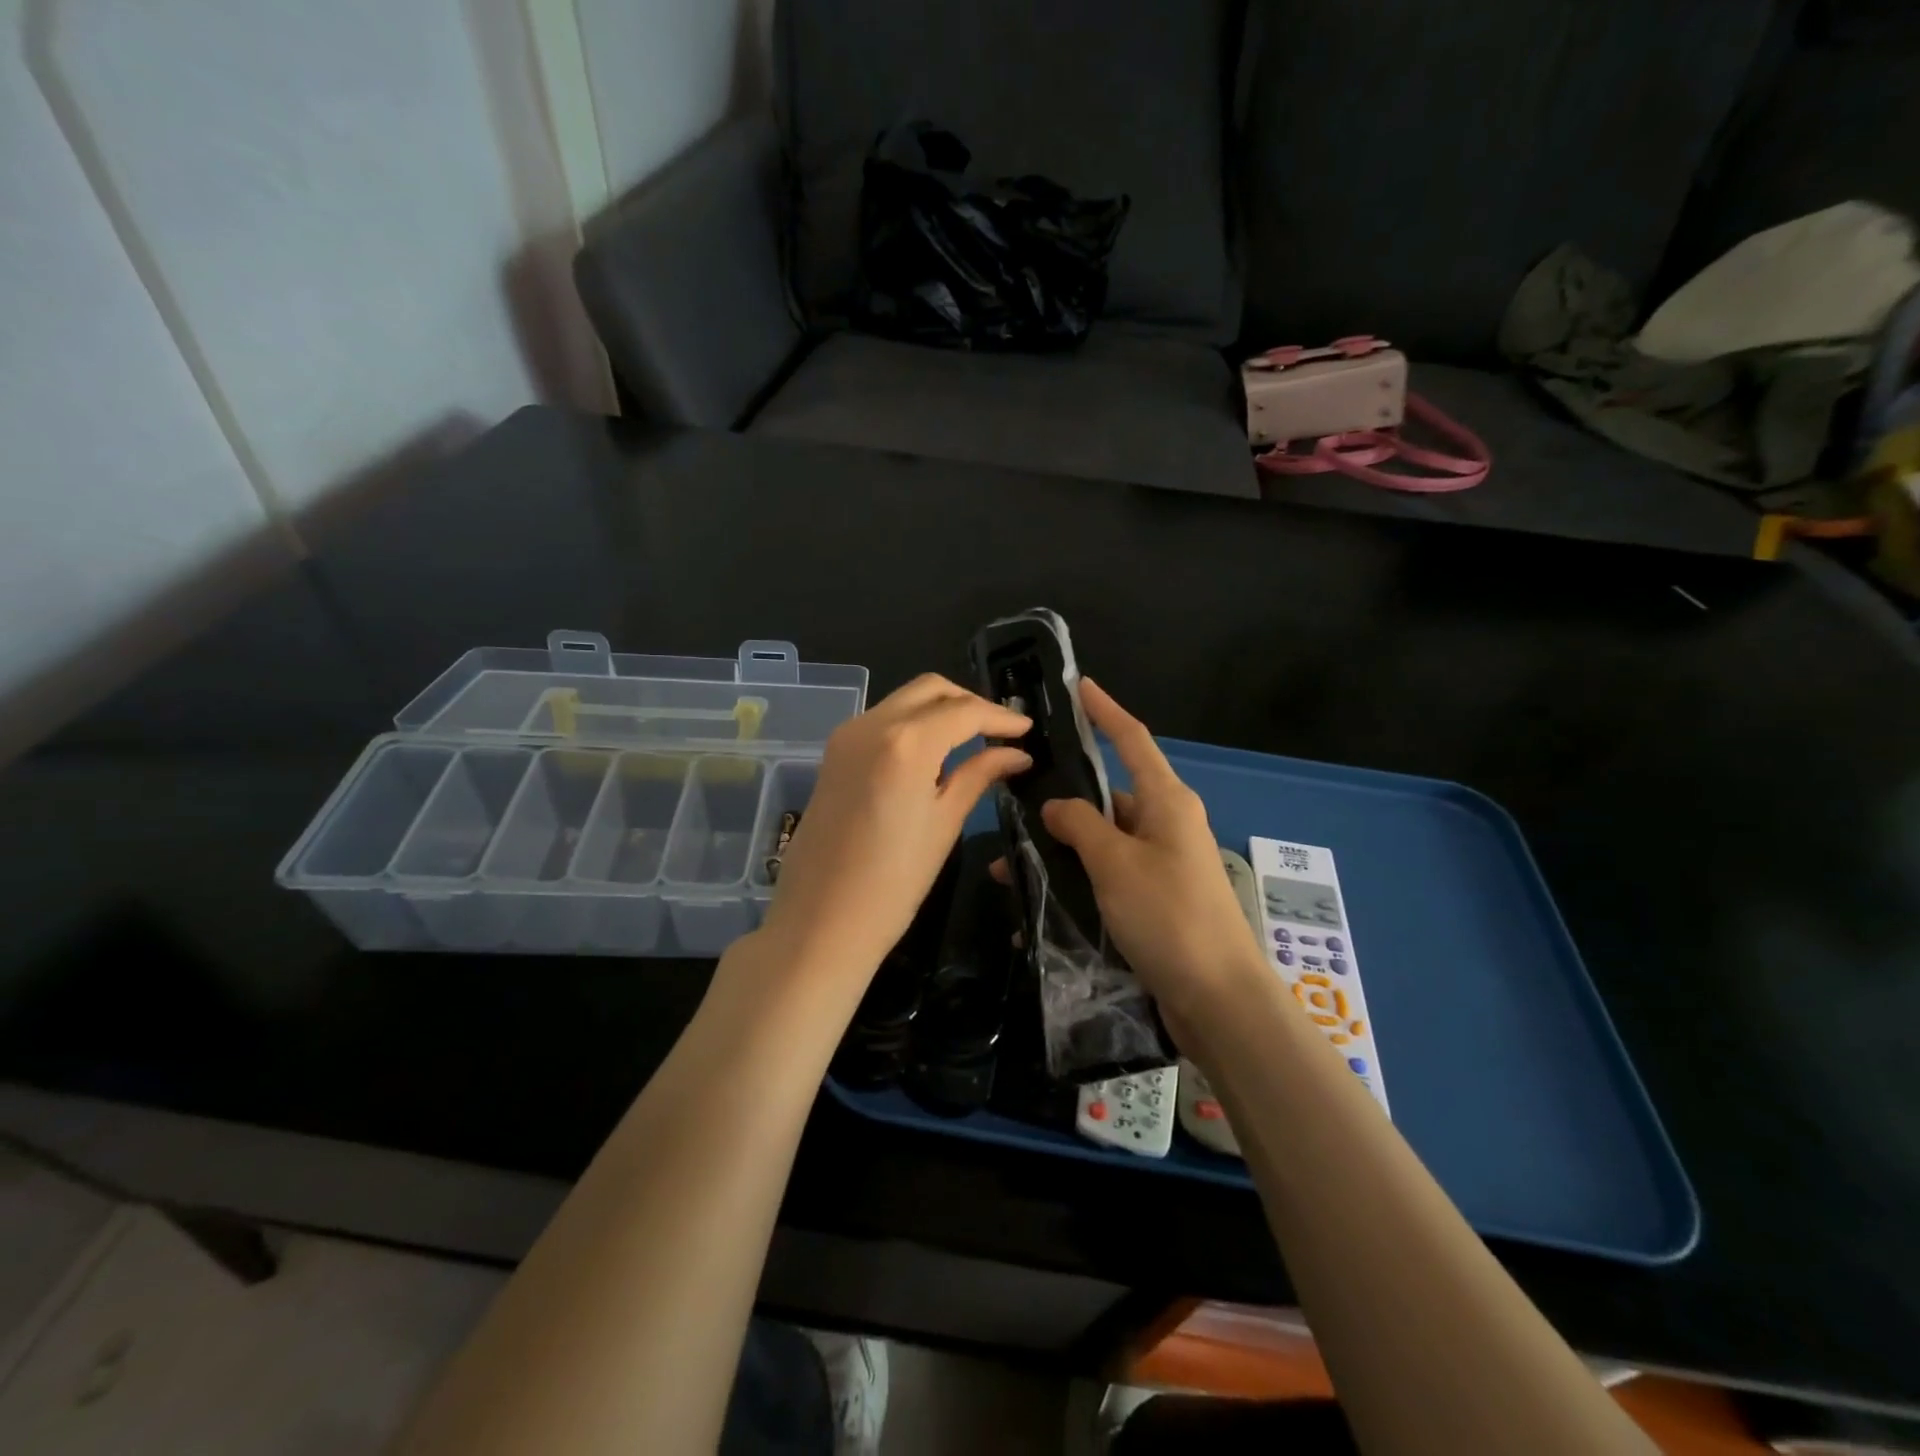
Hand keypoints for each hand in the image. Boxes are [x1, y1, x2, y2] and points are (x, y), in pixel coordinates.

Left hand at [759, 674, 1030, 987]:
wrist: (820, 922)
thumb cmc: (893, 883)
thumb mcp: (944, 824)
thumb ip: (979, 775)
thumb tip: (1015, 753)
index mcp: (905, 742)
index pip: (963, 711)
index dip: (1000, 717)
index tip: (1028, 730)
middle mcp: (871, 724)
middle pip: (930, 689)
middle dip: (969, 702)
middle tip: (1001, 731)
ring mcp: (846, 736)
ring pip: (903, 700)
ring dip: (940, 710)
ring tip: (973, 740)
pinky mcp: (834, 753)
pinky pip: (882, 720)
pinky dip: (914, 724)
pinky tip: (934, 752)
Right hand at [1027, 681, 1268, 1034]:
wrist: (1219, 1000)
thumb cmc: (1169, 916)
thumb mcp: (1116, 863)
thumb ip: (1080, 825)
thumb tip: (1056, 805)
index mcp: (1166, 801)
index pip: (1132, 739)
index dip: (1105, 710)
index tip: (1079, 686)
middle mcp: (1166, 825)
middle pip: (1107, 798)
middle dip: (1060, 805)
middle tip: (1010, 809)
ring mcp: (1161, 865)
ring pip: (1100, 844)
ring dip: (1059, 854)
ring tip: (1009, 872)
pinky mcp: (1154, 901)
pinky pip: (1106, 880)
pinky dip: (1075, 888)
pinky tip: (1035, 913)